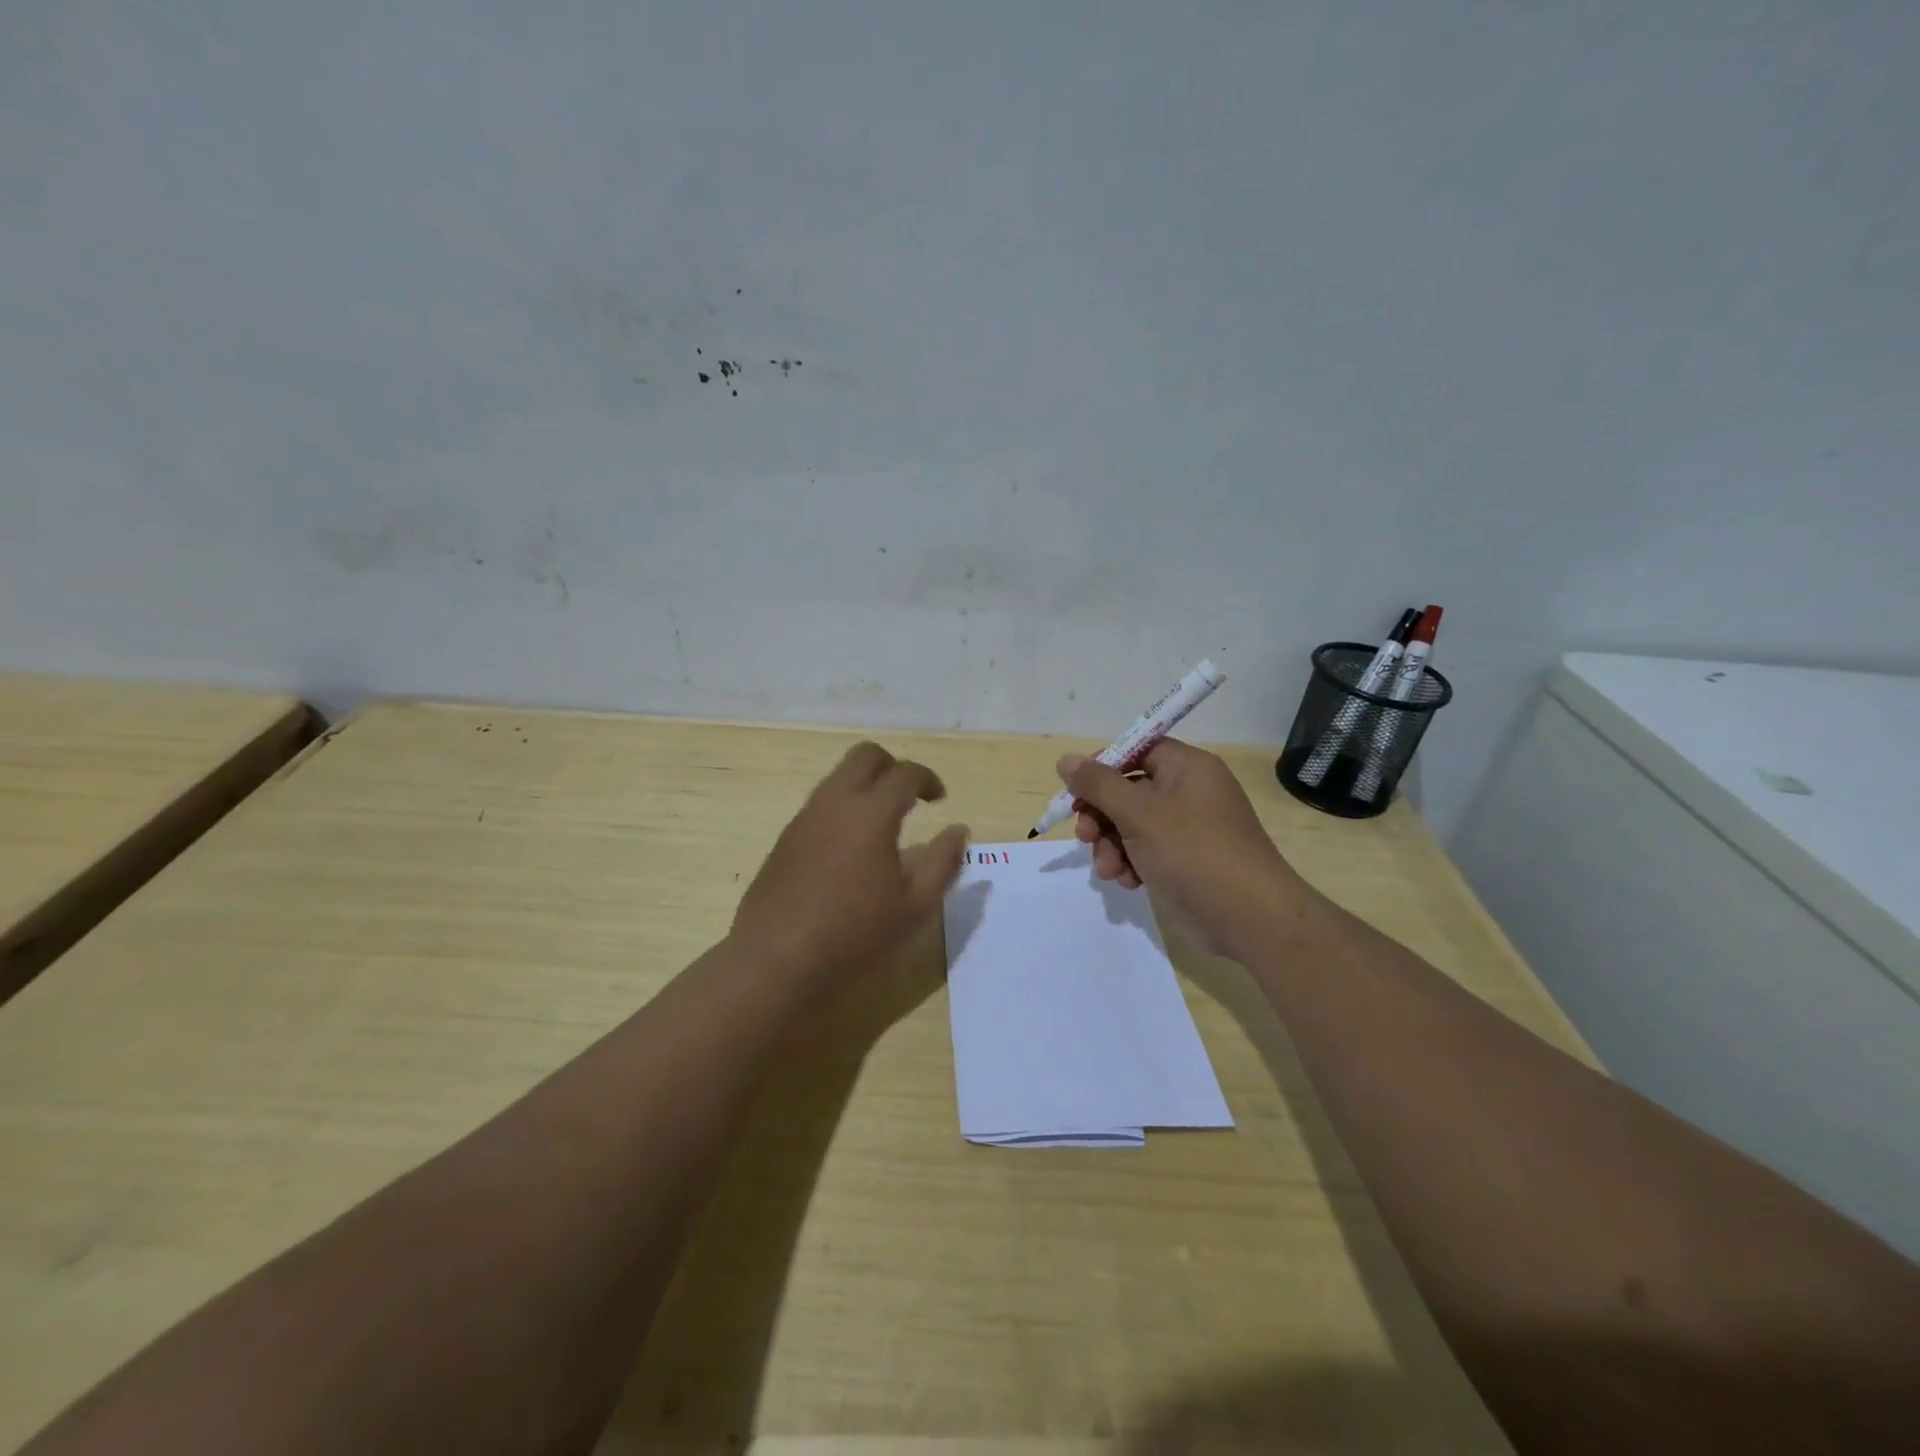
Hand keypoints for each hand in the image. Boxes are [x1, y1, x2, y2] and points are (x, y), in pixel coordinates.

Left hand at [733, 742, 968, 985]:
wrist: (775, 960)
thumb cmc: (855, 933)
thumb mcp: (915, 906)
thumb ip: (943, 862)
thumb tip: (959, 830)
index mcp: (871, 812)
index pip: (905, 773)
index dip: (928, 780)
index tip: (939, 800)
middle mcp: (835, 803)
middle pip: (865, 756)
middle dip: (892, 766)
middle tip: (909, 797)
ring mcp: (804, 818)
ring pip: (837, 777)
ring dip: (864, 786)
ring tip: (882, 825)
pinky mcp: (784, 839)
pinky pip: (819, 805)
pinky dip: (842, 809)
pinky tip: (850, 851)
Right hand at [1059, 738, 1307, 956]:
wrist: (1247, 917)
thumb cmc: (1192, 851)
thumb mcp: (1138, 813)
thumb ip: (1098, 785)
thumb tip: (1065, 760)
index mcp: (1187, 767)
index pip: (1137, 751)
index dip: (1104, 767)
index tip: (1077, 791)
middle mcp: (1189, 792)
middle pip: (1128, 791)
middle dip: (1101, 816)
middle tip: (1084, 837)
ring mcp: (1188, 829)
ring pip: (1131, 826)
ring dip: (1111, 846)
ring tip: (1108, 870)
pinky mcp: (1184, 861)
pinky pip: (1145, 851)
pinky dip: (1130, 864)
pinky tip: (1127, 882)